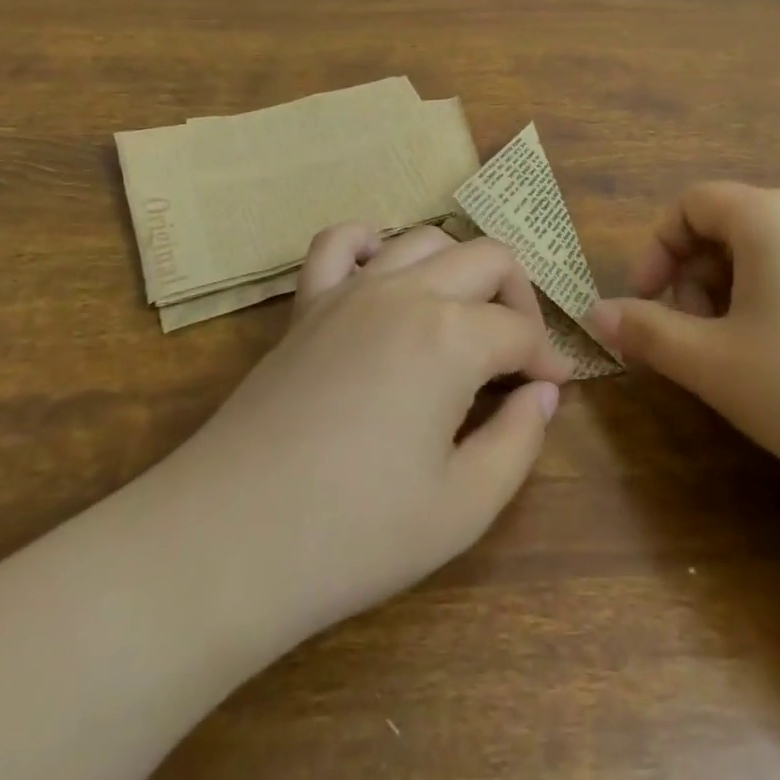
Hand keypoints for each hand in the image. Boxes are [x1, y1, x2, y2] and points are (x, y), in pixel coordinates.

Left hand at [172, 224, 572, 646]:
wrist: (229, 540)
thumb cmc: (355, 533)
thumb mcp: (463, 507)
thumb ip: (520, 440)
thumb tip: (543, 393)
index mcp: (451, 336)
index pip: (520, 330)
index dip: (545, 361)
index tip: (550, 391)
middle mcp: (406, 292)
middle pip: (487, 259)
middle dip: (518, 299)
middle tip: (518, 355)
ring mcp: (351, 289)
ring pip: (425, 239)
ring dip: (459, 269)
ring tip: (463, 319)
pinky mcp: (307, 303)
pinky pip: (340, 241)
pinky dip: (372, 243)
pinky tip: (384, 275)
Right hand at [590, 182, 779, 506]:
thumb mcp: (714, 363)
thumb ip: (647, 332)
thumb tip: (596, 314)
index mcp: (768, 216)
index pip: (690, 204)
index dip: (655, 249)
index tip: (647, 304)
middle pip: (730, 226)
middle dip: (693, 276)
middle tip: (692, 338)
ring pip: (771, 256)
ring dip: (733, 295)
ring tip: (739, 359)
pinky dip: (779, 307)